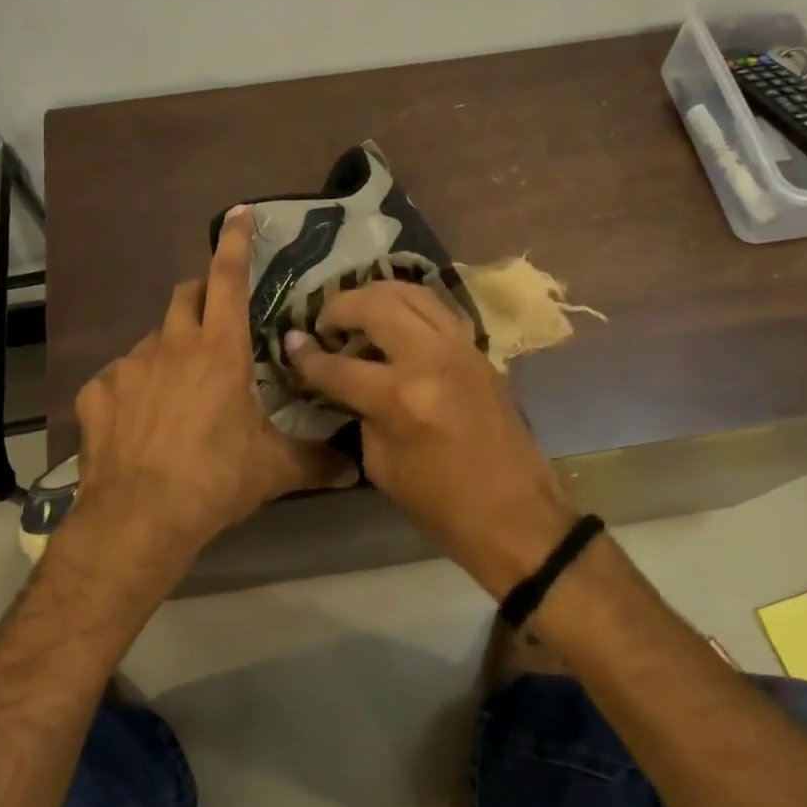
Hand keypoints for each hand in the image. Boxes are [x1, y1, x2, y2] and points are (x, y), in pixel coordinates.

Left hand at [62, 207, 358, 603]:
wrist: (139, 518)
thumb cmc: (215, 481)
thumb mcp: (273, 469)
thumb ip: (316, 461)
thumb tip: (354, 470)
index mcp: (220, 350)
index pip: (229, 279)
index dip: (235, 243)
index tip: (238, 214)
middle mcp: (172, 345)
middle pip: (185, 295)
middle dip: (201, 295)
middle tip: (215, 323)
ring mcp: (129, 366)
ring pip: (153, 340)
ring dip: (170, 351)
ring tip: (179, 393)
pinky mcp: (97, 392)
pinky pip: (119, 378)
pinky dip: (135, 389)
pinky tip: (140, 423)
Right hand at [284, 282, 577, 596]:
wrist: (516, 515)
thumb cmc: (441, 505)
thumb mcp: (382, 465)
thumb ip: (360, 412)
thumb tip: (343, 381)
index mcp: (401, 398)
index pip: (339, 365)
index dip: (307, 357)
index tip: (290, 343)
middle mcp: (431, 359)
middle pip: (375, 305)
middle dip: (340, 307)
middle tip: (325, 324)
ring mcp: (461, 348)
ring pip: (411, 292)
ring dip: (376, 295)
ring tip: (357, 313)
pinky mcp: (479, 350)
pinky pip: (437, 309)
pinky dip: (408, 305)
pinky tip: (394, 321)